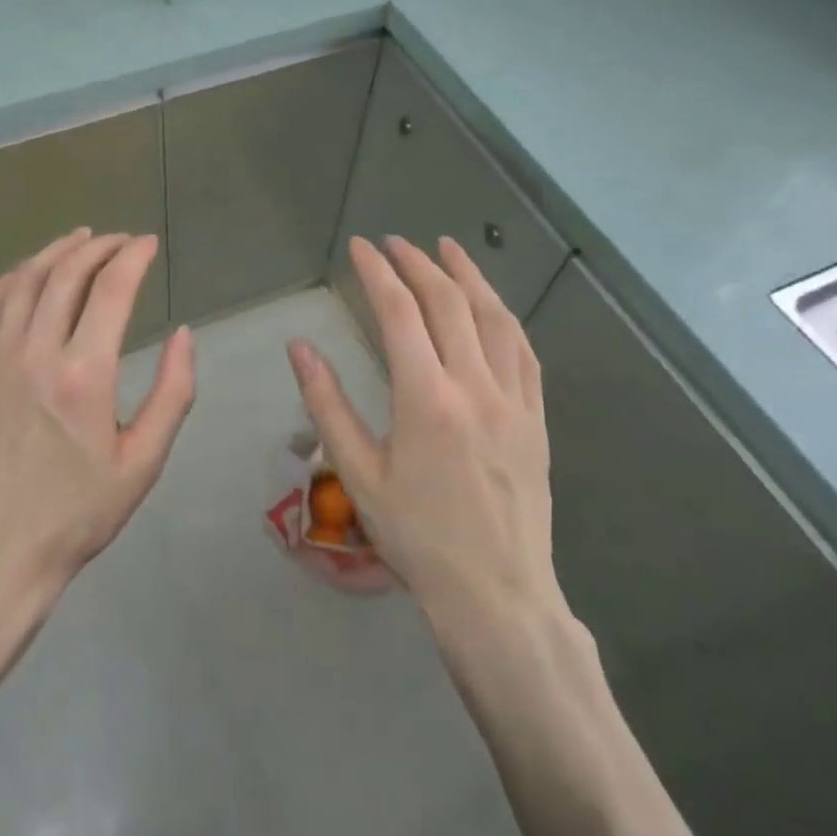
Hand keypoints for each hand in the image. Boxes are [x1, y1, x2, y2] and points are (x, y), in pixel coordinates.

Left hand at [0, 229, 195, 603]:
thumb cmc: (78, 512)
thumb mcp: (144, 462)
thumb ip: (172, 393)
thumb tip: (184, 334)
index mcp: (84, 375)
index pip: (111, 289)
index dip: (133, 256)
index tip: (149, 244)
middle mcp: (35, 353)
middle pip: (67, 274)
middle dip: (100, 247)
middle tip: (123, 241)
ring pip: (25, 281)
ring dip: (56, 252)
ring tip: (81, 239)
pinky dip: (14, 277)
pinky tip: (29, 272)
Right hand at [287, 236, 559, 623]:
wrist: (495, 593)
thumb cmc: (417, 537)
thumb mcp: (359, 473)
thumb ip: (326, 404)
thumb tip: (300, 346)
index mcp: (426, 399)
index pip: (399, 312)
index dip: (378, 272)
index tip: (361, 247)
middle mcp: (475, 387)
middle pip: (448, 303)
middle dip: (418, 264)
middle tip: (395, 243)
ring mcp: (514, 400)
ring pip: (494, 318)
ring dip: (469, 276)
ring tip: (448, 248)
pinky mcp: (536, 418)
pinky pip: (523, 351)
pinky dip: (503, 316)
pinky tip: (491, 305)